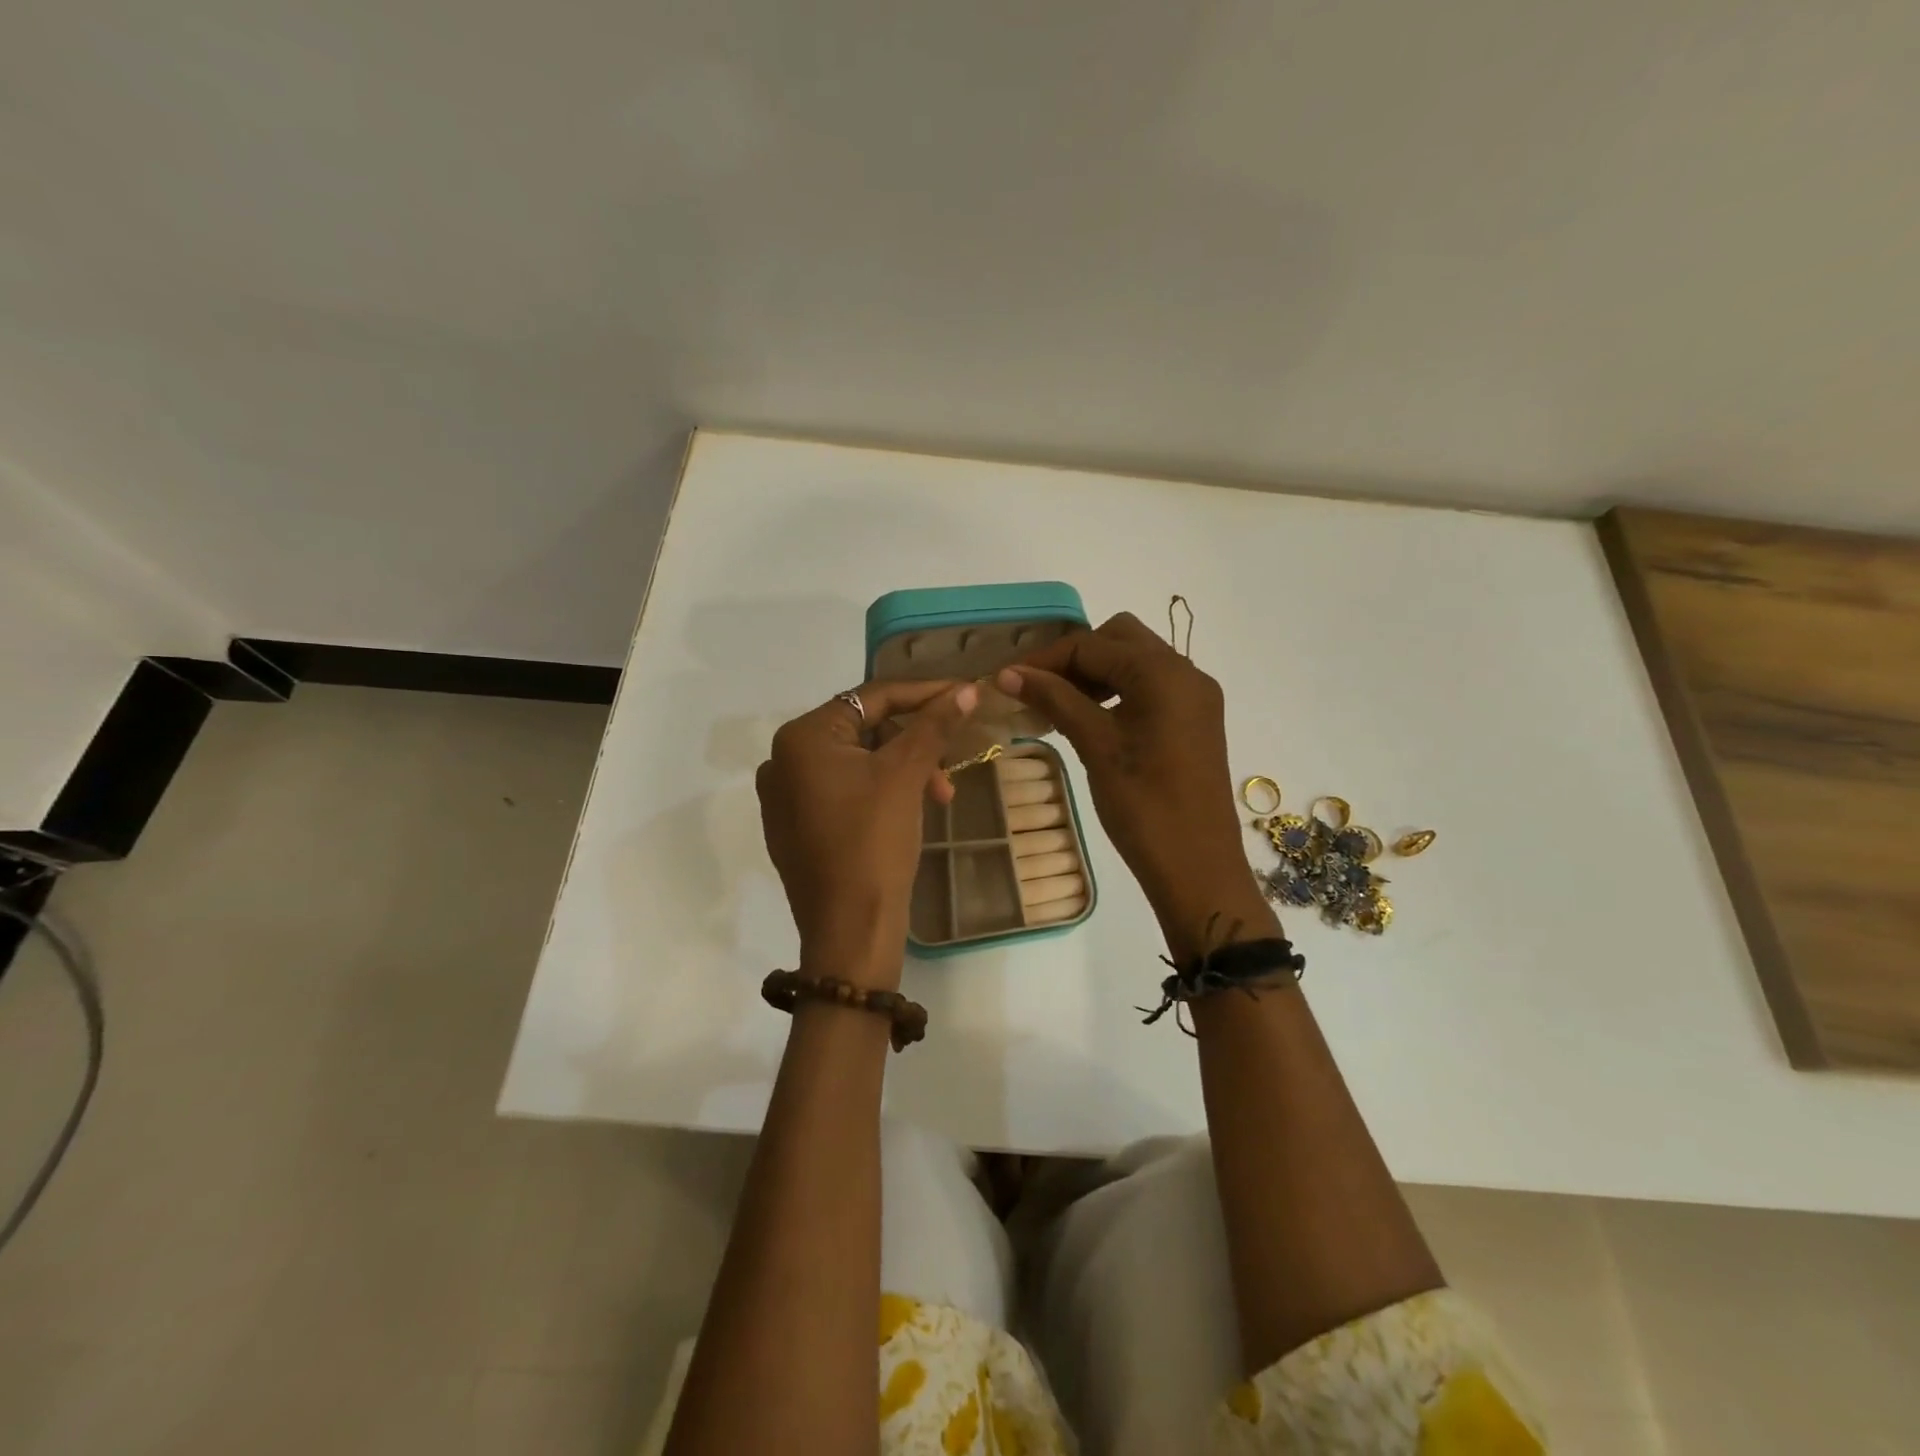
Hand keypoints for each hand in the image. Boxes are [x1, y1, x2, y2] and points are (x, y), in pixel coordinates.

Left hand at [757, 681, 979, 990]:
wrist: (850, 930)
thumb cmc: (874, 842)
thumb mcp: (906, 775)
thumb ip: (934, 725)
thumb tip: (967, 689)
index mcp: (801, 738)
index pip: (871, 699)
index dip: (924, 693)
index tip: (965, 694)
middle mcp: (783, 760)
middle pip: (864, 731)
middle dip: (915, 742)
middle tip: (953, 760)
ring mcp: (785, 797)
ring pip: (857, 763)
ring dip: (903, 770)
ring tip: (940, 796)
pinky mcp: (796, 827)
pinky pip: (844, 792)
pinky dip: (881, 792)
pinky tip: (910, 809)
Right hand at [997, 614, 1273, 957]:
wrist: (1198, 867)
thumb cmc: (1144, 807)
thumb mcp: (1096, 747)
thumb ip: (1055, 700)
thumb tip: (1008, 673)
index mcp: (1164, 673)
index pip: (1092, 645)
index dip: (1046, 660)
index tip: (1007, 680)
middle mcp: (1186, 672)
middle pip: (1120, 639)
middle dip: (1075, 657)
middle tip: (1040, 689)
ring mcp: (1196, 697)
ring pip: (1137, 661)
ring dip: (1097, 673)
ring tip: (1060, 704)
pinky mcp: (1196, 720)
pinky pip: (1152, 686)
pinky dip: (1119, 691)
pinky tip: (1093, 718)